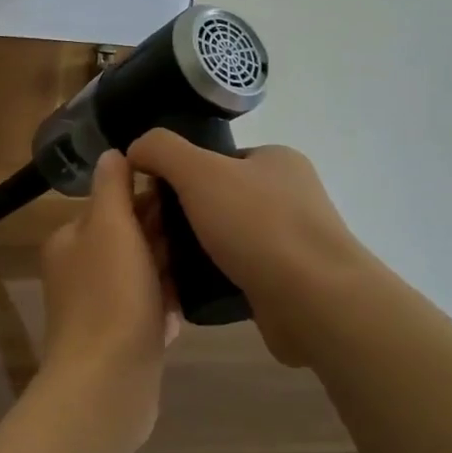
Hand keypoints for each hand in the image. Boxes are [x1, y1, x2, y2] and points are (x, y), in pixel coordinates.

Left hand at [37, 150, 177, 441]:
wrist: (108, 383)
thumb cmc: (110, 295)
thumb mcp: (110, 228)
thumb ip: (111, 187)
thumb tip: (112, 152)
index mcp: (70, 240)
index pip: (110, 205)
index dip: (147, 198)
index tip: (186, 197)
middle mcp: (77, 270)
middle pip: (126, 239)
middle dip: (160, 236)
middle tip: (204, 230)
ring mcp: (97, 308)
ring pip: (140, 275)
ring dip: (167, 270)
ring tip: (204, 262)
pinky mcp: (118, 339)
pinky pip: (147, 310)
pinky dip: (166, 306)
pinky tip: (188, 306)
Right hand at [127, 131, 372, 366]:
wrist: (315, 302)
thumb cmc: (258, 225)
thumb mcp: (198, 171)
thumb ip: (161, 150)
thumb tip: (136, 150)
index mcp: (277, 160)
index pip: (214, 158)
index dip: (178, 174)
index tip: (151, 198)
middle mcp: (289, 195)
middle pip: (217, 198)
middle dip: (183, 215)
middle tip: (153, 234)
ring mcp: (293, 240)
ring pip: (226, 236)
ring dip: (196, 248)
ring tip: (165, 262)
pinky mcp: (289, 281)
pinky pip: (239, 270)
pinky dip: (215, 276)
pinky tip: (190, 287)